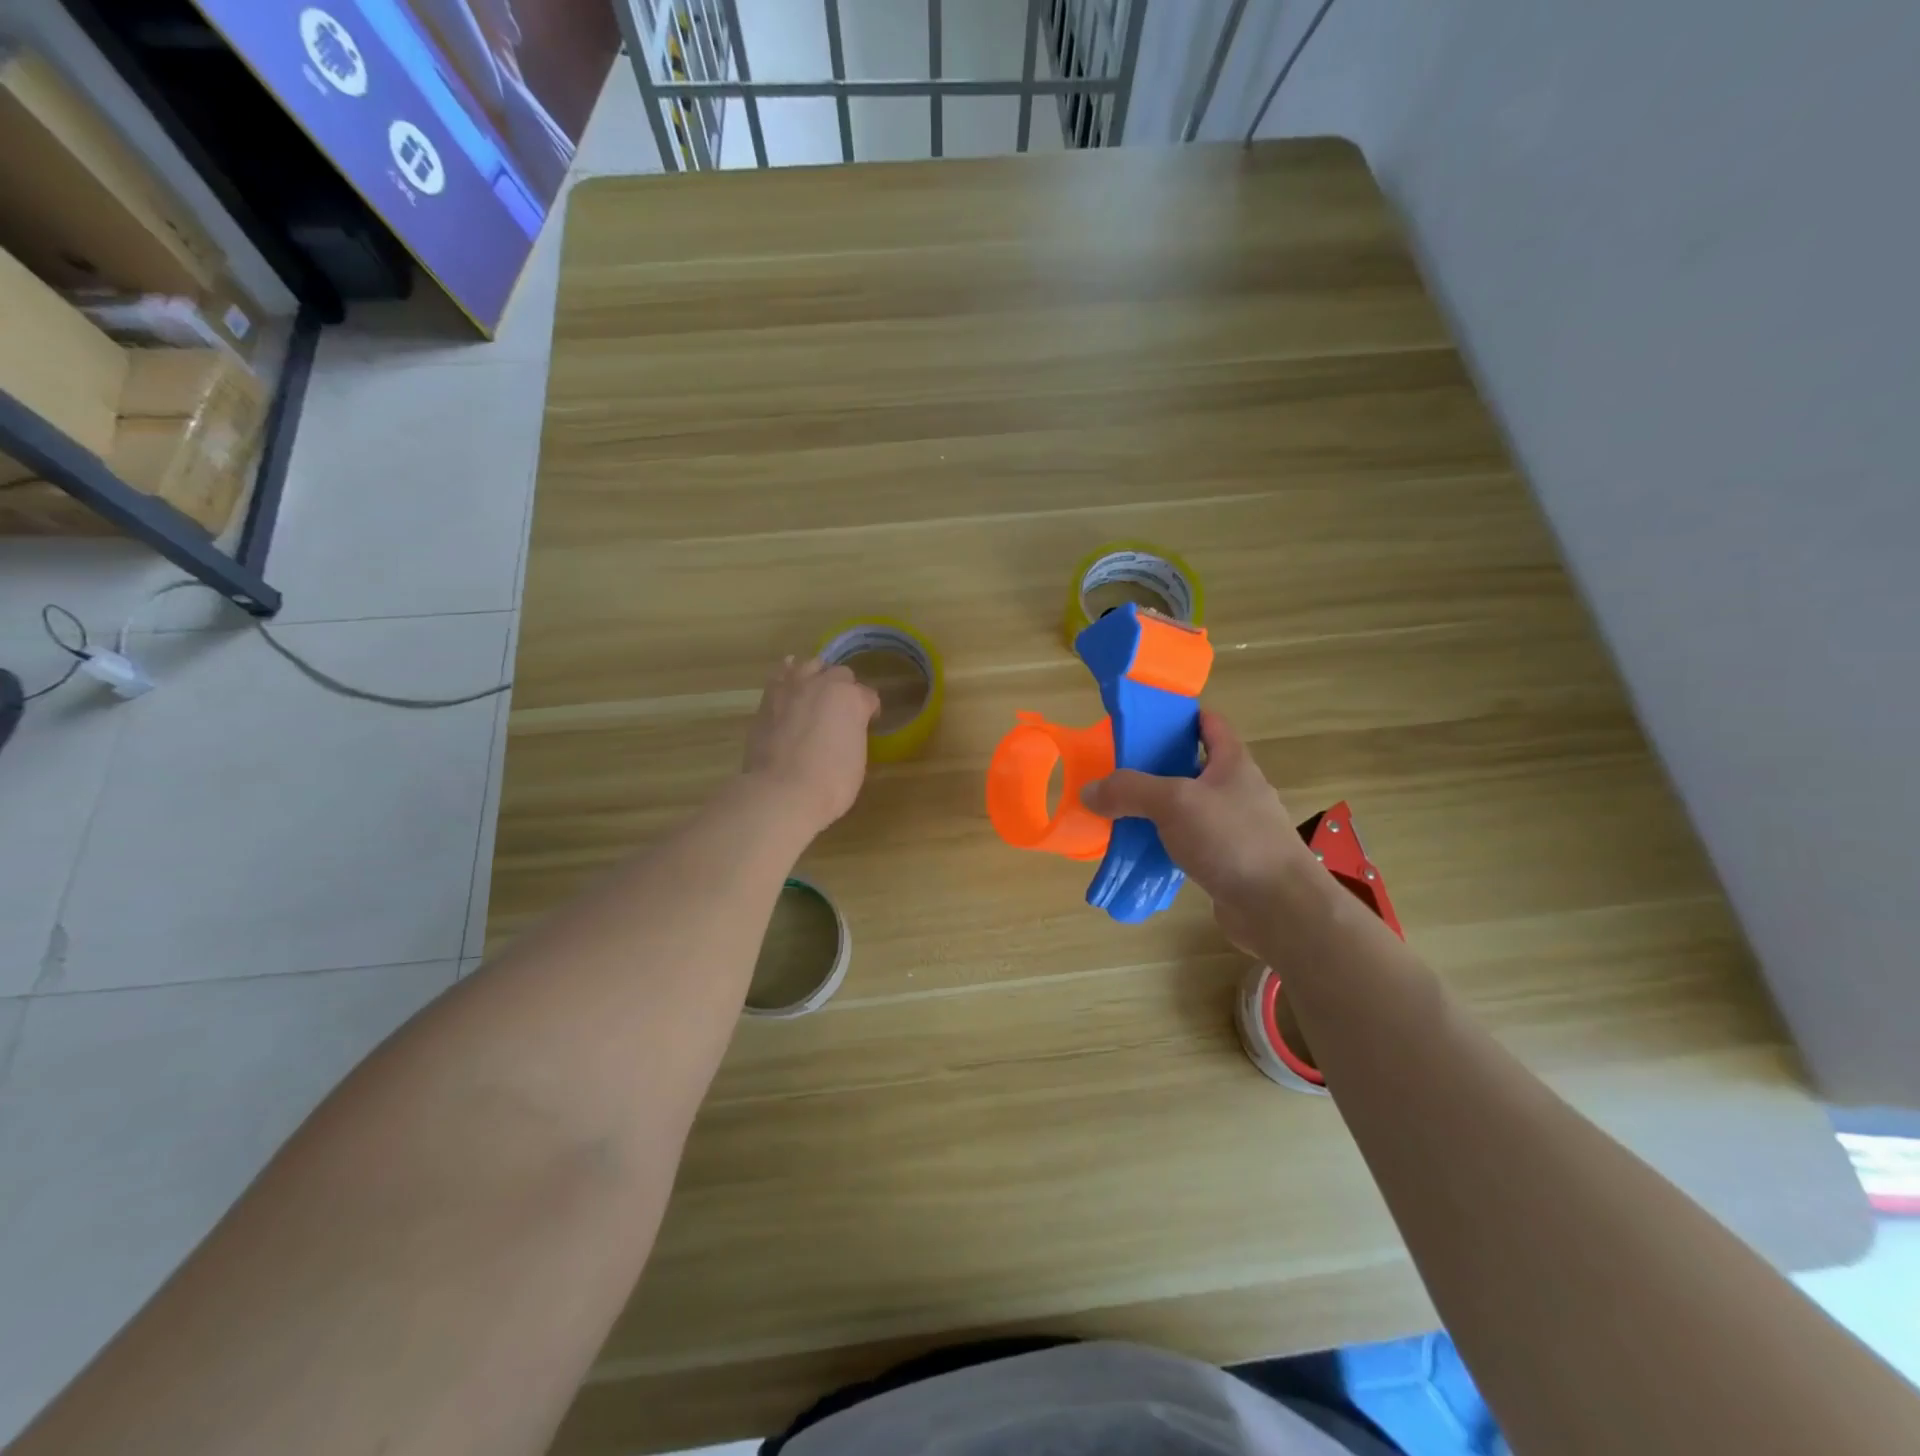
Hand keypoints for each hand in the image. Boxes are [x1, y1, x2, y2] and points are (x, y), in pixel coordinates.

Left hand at [744, 656, 880, 834]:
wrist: (783, 791)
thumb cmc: (831, 783)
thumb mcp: (857, 759)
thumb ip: (854, 734)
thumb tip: (845, 731)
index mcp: (853, 699)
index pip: (868, 697)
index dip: (869, 711)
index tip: (866, 726)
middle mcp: (825, 684)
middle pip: (841, 675)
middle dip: (844, 690)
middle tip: (840, 712)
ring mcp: (794, 687)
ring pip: (811, 665)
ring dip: (817, 676)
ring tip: (816, 692)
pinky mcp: (769, 697)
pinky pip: (781, 674)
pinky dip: (788, 676)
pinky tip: (791, 684)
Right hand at [1080, 710, 1321, 951]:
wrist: (1278, 908)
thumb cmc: (1232, 839)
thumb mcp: (1174, 802)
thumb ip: (1130, 790)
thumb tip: (1089, 790)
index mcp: (1232, 763)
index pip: (1208, 723)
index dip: (1178, 716)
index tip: (1141, 721)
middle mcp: (1235, 790)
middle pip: (1190, 766)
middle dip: (1154, 766)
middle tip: (1115, 769)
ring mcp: (1232, 827)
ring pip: (1185, 808)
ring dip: (1154, 809)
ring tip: (1116, 810)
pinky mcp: (1225, 861)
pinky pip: (1186, 843)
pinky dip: (1162, 843)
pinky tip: (1137, 851)